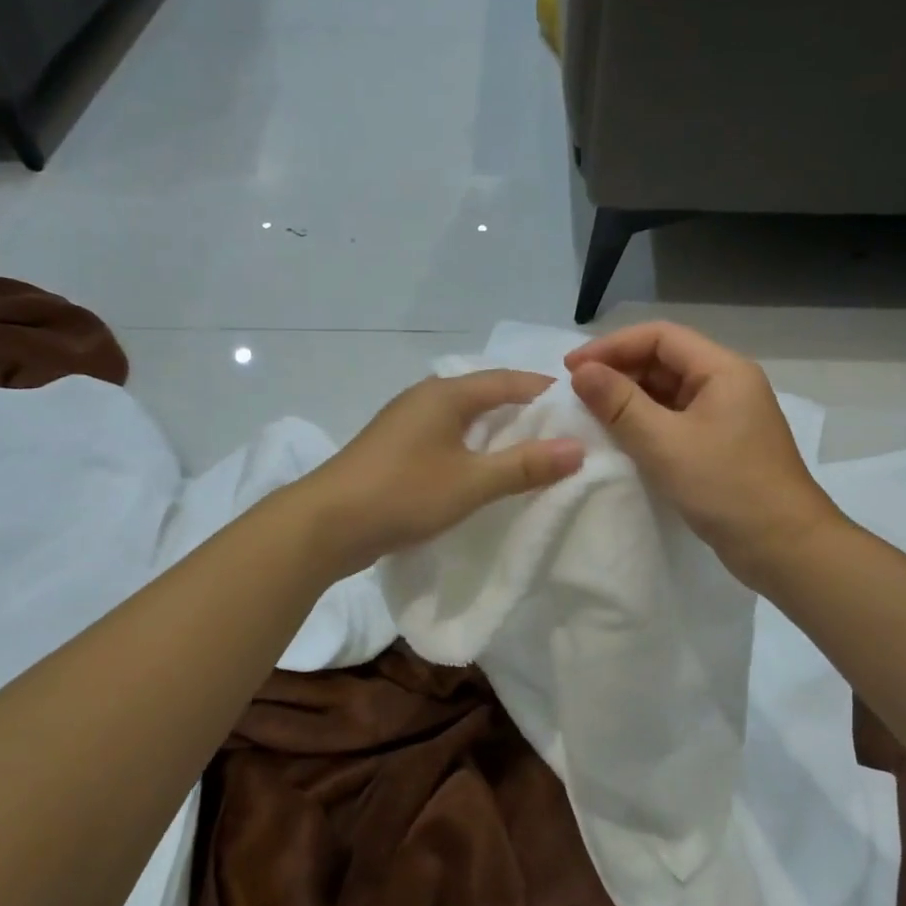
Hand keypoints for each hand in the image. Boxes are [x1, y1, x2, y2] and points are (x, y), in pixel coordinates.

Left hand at [302, 370, 585, 575]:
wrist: (325, 524)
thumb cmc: (402, 493)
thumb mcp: (471, 482)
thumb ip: (524, 466)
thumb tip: (578, 448)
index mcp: (445, 394)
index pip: (507, 380)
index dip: (544, 390)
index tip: (580, 405)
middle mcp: (425, 398)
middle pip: (485, 395)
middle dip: (522, 411)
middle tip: (562, 431)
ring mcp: (405, 424)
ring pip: (463, 418)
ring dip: (495, 431)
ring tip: (530, 452)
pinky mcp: (394, 450)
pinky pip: (445, 438)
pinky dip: (470, 448)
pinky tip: (482, 470)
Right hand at [566, 322, 843, 584]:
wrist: (786, 549)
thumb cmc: (727, 488)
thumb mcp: (665, 444)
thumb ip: (620, 404)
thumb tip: (582, 372)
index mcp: (723, 370)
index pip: (660, 336)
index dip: (611, 346)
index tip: (571, 369)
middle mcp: (727, 384)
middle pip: (664, 360)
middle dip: (618, 371)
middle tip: (576, 393)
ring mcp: (726, 416)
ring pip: (668, 392)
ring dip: (629, 399)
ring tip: (590, 415)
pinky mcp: (721, 445)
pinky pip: (675, 420)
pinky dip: (645, 423)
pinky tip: (620, 439)